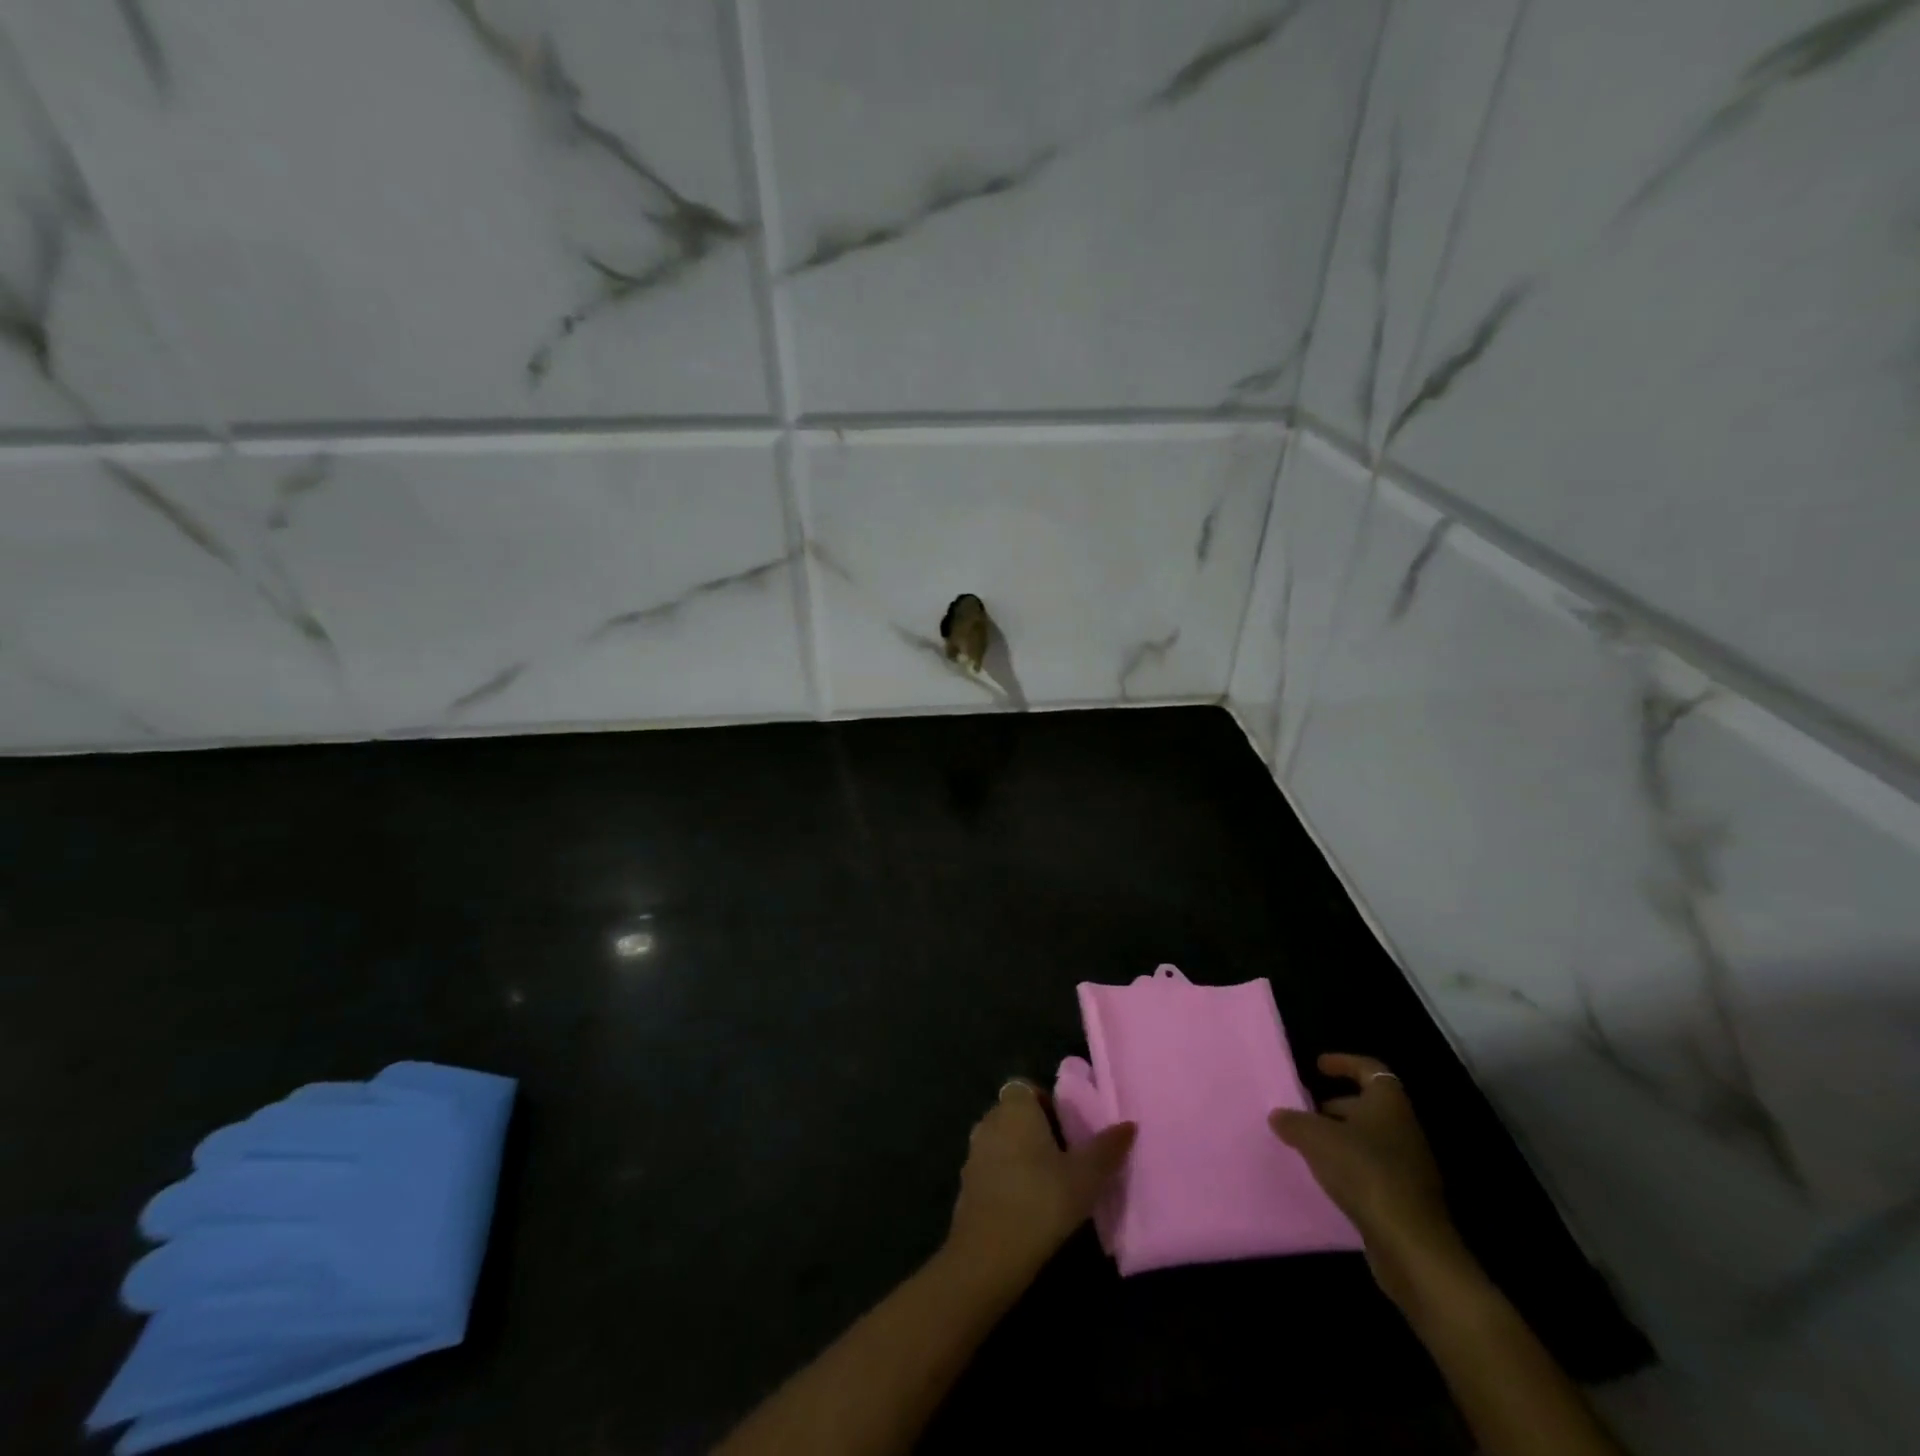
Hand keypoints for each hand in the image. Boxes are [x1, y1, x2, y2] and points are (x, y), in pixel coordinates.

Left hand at [946, 1080, 1135, 1288]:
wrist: (989, 1253)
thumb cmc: (1041, 1201)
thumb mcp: (1086, 1176)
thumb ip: (1107, 1148)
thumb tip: (1129, 1125)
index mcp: (1015, 1108)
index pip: (1026, 1088)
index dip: (1046, 1104)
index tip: (1067, 1130)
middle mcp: (989, 1121)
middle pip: (1014, 1114)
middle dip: (1036, 1130)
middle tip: (1064, 1158)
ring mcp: (973, 1153)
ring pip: (1001, 1142)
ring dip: (1020, 1155)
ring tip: (1048, 1184)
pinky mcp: (965, 1184)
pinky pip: (990, 1169)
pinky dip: (1006, 1178)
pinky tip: (1026, 1206)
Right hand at [1270, 1053, 1466, 1306]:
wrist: (1412, 1246)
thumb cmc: (1365, 1173)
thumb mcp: (1316, 1139)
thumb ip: (1293, 1122)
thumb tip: (1279, 1116)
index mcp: (1388, 1104)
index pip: (1369, 1069)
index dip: (1343, 1063)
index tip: (1317, 1066)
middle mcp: (1403, 1129)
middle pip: (1368, 1106)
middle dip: (1335, 1106)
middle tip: (1304, 1112)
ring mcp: (1409, 1166)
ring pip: (1368, 1139)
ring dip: (1340, 1138)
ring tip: (1307, 1146)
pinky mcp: (1405, 1198)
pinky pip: (1372, 1170)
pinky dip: (1349, 1167)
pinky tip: (1326, 1178)